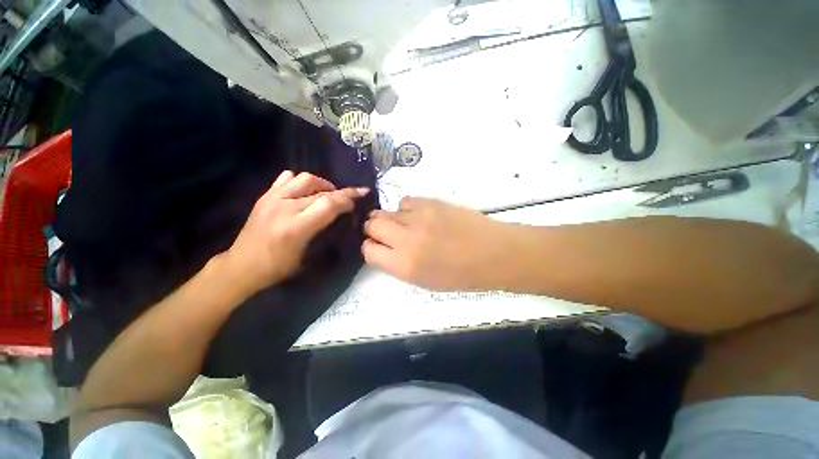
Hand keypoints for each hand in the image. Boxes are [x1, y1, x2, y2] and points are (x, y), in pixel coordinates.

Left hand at [221, 171, 368, 296]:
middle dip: (341, 192)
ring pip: (305, 178)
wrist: (241, 266)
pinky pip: (286, 178)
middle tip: (349, 199)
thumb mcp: (307, 254)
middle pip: (321, 191)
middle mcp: (284, 208)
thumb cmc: (278, 267)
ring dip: (322, 184)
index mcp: (296, 228)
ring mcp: (272, 199)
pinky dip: (301, 181)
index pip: (329, 204)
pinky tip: (305, 191)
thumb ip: (323, 230)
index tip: (361, 196)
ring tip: (327, 194)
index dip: (348, 197)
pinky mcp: (264, 196)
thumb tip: (339, 214)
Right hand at [362, 197, 520, 290]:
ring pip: (386, 211)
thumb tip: (383, 248)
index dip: (371, 248)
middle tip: (387, 234)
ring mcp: (419, 217)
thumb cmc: (461, 275)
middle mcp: (406, 239)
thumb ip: (398, 264)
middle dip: (375, 230)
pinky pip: (405, 201)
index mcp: (404, 265)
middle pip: (372, 225)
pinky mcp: (431, 202)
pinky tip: (420, 216)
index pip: (368, 250)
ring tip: (407, 225)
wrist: (493, 253)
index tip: (379, 247)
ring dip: (391, 219)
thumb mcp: (424, 281)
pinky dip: (407, 209)